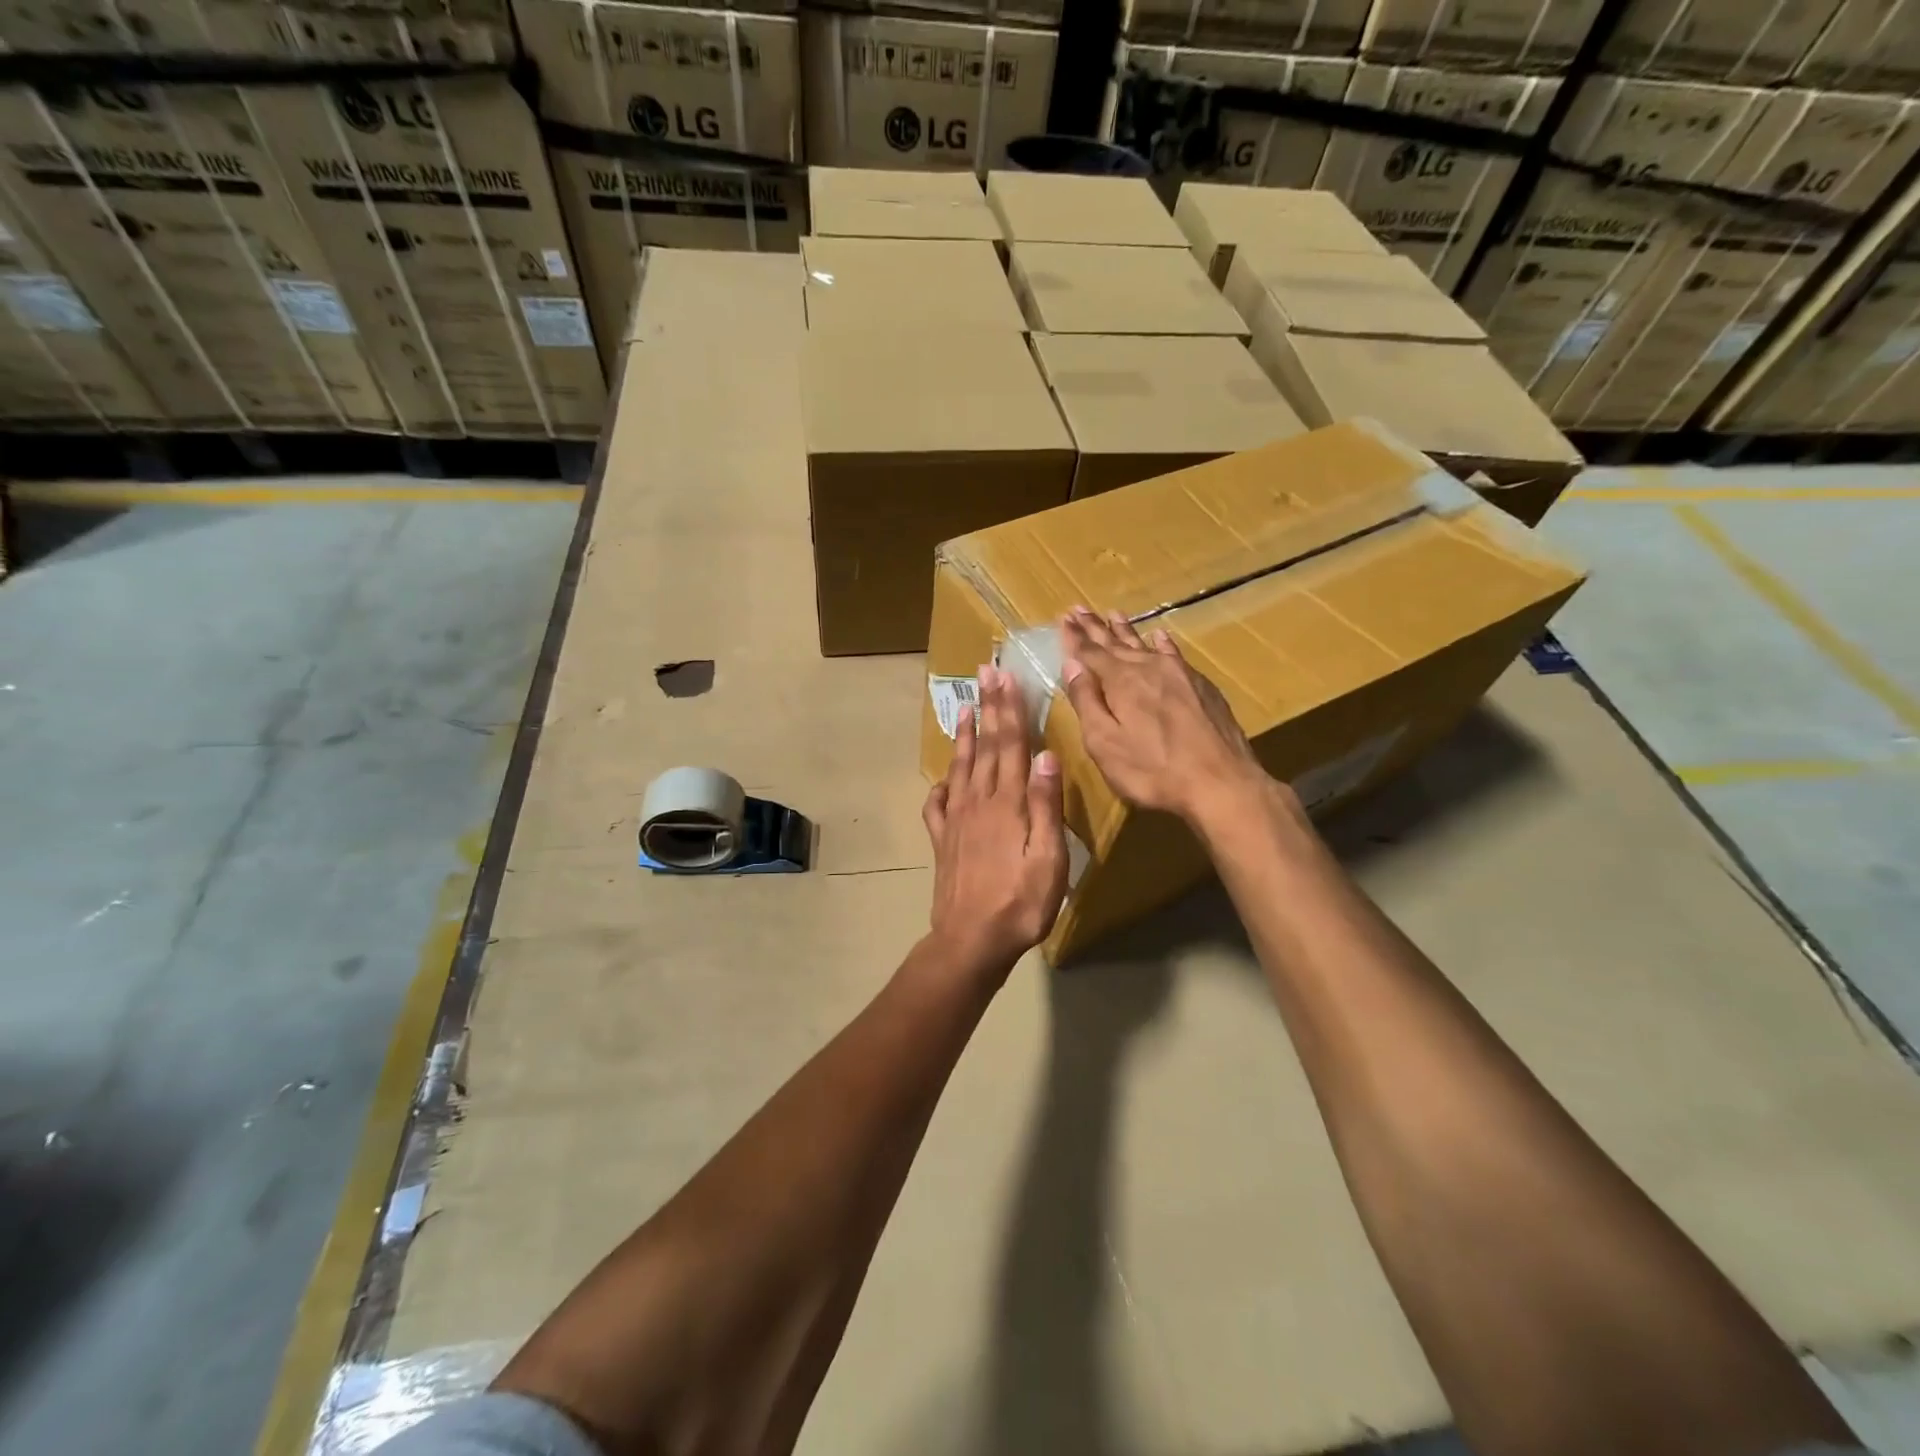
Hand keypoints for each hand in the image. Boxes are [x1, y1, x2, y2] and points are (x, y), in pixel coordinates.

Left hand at [922, 663, 1068, 978]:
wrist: (971, 940)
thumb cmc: (1021, 902)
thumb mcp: (1048, 857)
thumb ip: (1045, 805)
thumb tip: (1046, 754)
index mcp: (1006, 802)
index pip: (1010, 744)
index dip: (1009, 709)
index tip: (1006, 677)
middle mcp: (977, 802)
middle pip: (985, 746)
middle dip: (987, 708)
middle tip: (984, 674)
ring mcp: (955, 820)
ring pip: (961, 767)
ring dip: (964, 736)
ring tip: (964, 708)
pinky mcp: (942, 840)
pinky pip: (937, 805)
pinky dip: (940, 786)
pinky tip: (942, 779)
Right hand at [1060, 606, 1284, 830]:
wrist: (1221, 782)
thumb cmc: (1152, 770)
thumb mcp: (1105, 743)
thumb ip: (1087, 701)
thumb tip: (1072, 664)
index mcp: (1121, 681)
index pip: (1089, 652)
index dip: (1073, 637)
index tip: (1062, 618)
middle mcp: (1149, 668)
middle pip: (1115, 643)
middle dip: (1094, 627)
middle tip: (1079, 608)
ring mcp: (1179, 675)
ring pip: (1145, 644)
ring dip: (1126, 630)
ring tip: (1113, 614)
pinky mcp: (1202, 687)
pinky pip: (1174, 654)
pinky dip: (1162, 643)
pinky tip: (1160, 636)